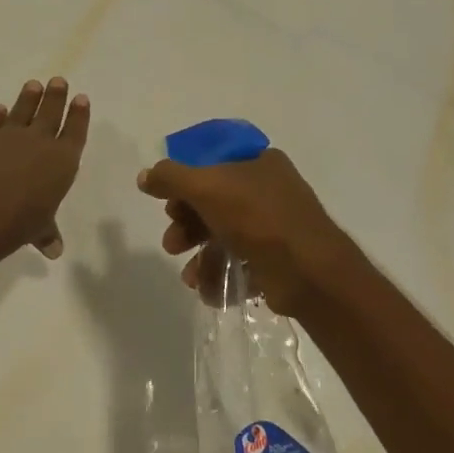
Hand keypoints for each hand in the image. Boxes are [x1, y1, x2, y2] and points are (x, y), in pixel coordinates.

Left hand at [0, 78, 89, 258]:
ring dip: (29, 97)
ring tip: (34, 84)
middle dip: (56, 96)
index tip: (81, 98)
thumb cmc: (20, 221)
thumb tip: (54, 251)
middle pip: (51, 112)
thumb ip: (47, 233)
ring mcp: (9, 134)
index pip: (75, 131)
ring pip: (22, 109)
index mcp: (62, 160)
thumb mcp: (39, 229)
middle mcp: (39, 141)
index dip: (79, 115)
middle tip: (58, 80)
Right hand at [137, 148, 369, 313]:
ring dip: (200, 256)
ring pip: (225, 237)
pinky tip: (208, 290)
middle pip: (215, 204)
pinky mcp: (279, 261)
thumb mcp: (205, 187)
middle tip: (173, 244)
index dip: (186, 185)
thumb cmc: (256, 217)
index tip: (168, 205)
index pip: (212, 166)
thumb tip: (145, 176)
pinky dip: (221, 276)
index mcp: (259, 162)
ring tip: (190, 277)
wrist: (308, 272)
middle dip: (188, 226)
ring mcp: (277, 227)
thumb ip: (170, 178)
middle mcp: (271, 190)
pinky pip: (241, 264)